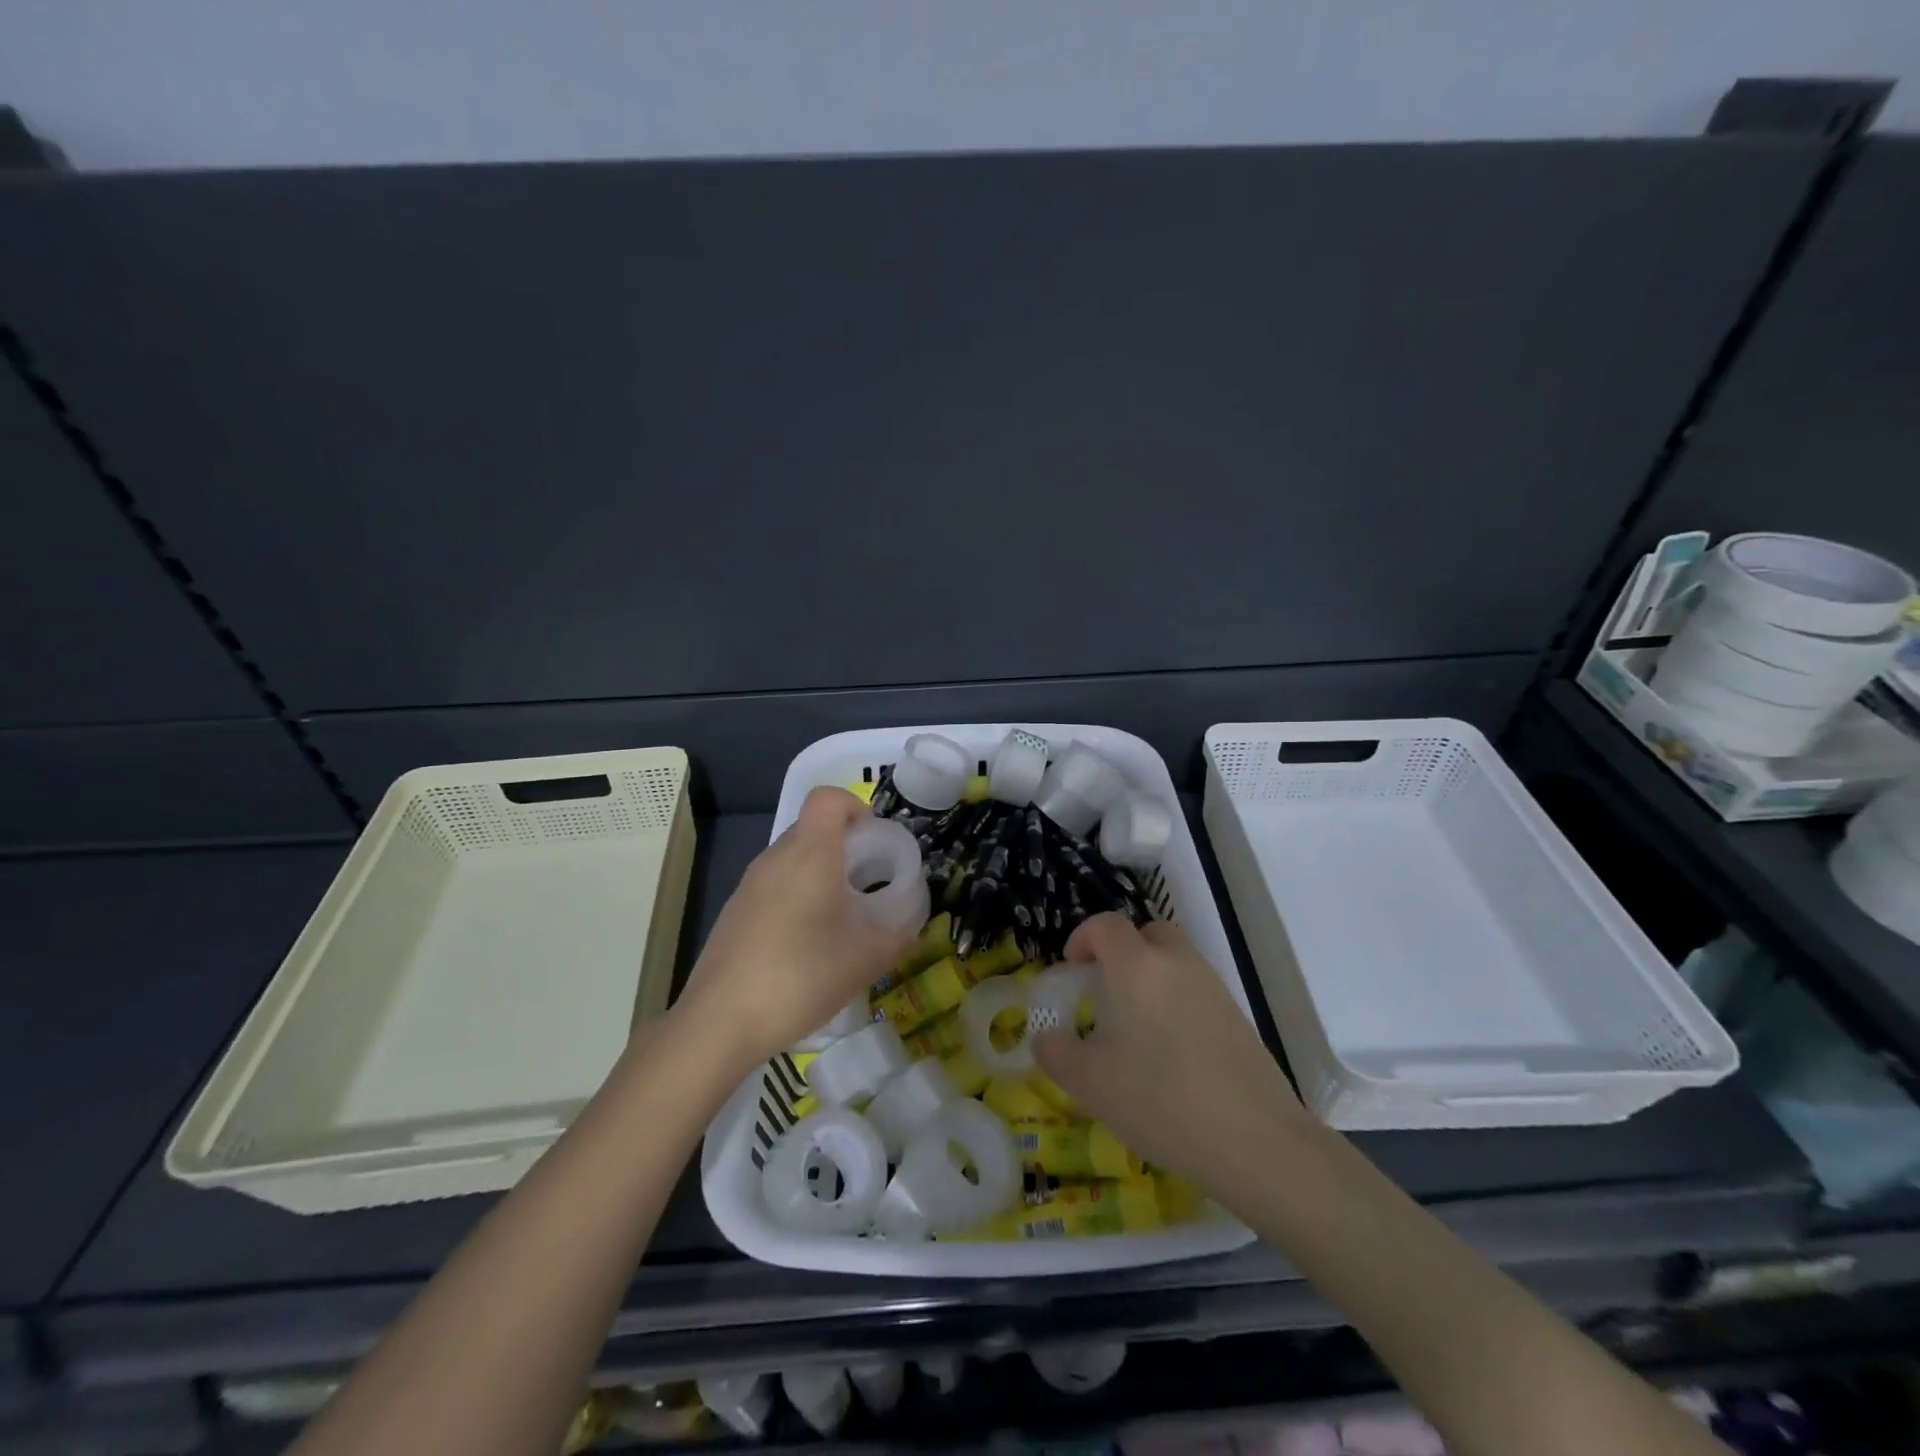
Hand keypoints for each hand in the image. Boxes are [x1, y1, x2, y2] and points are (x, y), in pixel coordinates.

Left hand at [674, 787, 912, 1071]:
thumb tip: (911, 930)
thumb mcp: (864, 961)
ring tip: (841, 919)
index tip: (875, 842)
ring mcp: (748, 885)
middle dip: (845, 846)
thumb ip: (896, 938)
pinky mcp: (733, 912)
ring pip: (792, 859)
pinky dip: (796, 897)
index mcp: (810, 854)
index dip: (856, 806)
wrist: (719, 1022)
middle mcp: (775, 858)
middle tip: (869, 886)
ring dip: (821, 874)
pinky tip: (805, 945)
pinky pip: (774, 886)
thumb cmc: (800, 977)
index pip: (827, 798)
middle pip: (812, 828)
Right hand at [1032, 913, 1305, 1190]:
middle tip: (1104, 991)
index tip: (1071, 971)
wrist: (1256, 1140)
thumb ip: (1056, 1052)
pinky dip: (1176, 1001)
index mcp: (1137, 966)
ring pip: (1174, 960)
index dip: (1082, 938)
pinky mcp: (1237, 1014)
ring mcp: (1213, 986)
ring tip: (1135, 1025)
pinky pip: (1195, 988)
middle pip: (1146, 933)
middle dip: (1120, 952)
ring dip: (1150, 976)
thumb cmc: (1160, 1101)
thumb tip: (1045, 1037)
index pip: (1105, 925)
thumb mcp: (1089, 1083)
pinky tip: (1170, 1051)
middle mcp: (1176, 962)